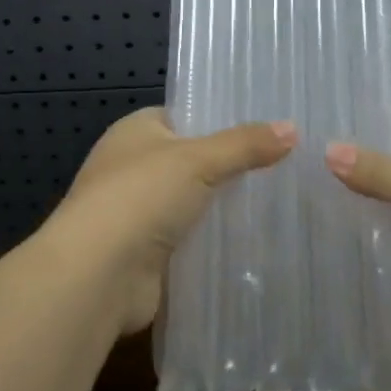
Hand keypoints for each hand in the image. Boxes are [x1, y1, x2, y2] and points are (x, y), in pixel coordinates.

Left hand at [49, 107, 295, 333]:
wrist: (98, 275)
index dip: (220, 119)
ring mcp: (138, 213)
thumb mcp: (199, 160)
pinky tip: (254, 242)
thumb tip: (292, 128)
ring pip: (193, 202)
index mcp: (135, 132)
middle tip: (283, 165)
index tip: (266, 126)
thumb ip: (245, 145)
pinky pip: (191, 240)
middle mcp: (132, 167)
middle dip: (229, 166)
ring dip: (223, 207)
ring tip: (277, 202)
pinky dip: (215, 241)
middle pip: (191, 161)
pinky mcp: (148, 253)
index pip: (184, 116)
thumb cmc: (141, 197)